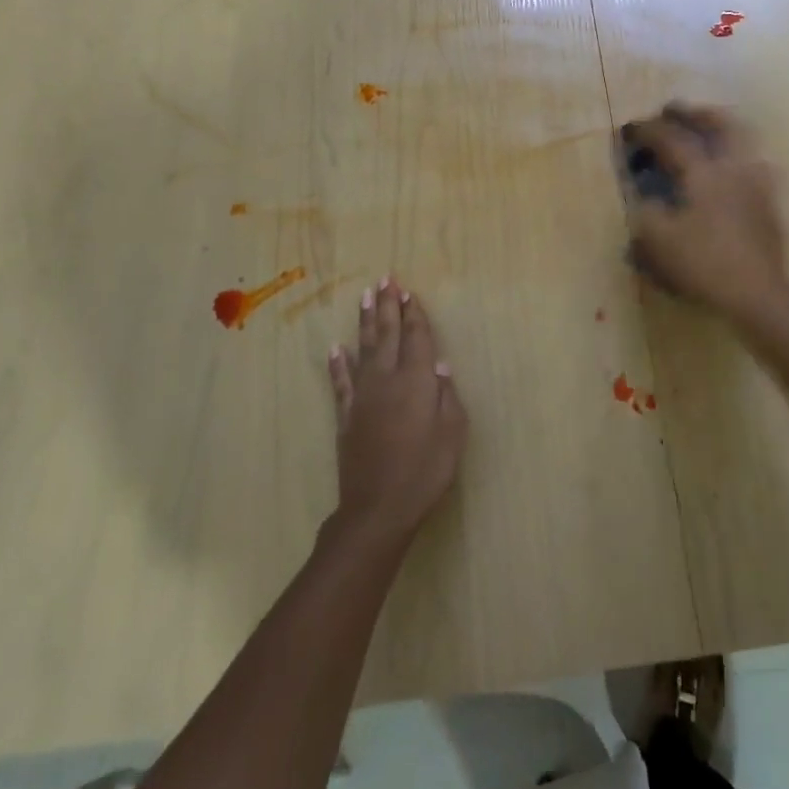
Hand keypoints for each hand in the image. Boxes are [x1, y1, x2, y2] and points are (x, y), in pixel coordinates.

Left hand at [326, 278, 467, 546]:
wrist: (379, 509)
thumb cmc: (426, 471)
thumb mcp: (452, 434)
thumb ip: (447, 396)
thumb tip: (440, 366)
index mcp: (417, 381)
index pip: (417, 338)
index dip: (414, 314)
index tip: (409, 292)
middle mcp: (388, 379)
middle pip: (388, 334)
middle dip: (388, 306)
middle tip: (386, 279)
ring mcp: (363, 396)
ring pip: (363, 349)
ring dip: (365, 322)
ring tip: (365, 296)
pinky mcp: (346, 415)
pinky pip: (341, 382)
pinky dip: (338, 364)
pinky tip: (335, 349)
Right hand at [622, 103, 788, 315]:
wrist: (758, 294)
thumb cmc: (703, 264)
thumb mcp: (658, 241)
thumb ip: (646, 212)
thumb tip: (643, 196)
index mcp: (704, 172)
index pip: (672, 139)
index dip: (648, 131)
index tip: (629, 127)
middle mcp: (735, 168)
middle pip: (720, 124)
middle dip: (695, 114)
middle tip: (675, 110)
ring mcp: (758, 184)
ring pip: (744, 142)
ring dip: (723, 129)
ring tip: (708, 132)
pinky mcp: (771, 204)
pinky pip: (755, 166)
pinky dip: (739, 157)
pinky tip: (732, 171)